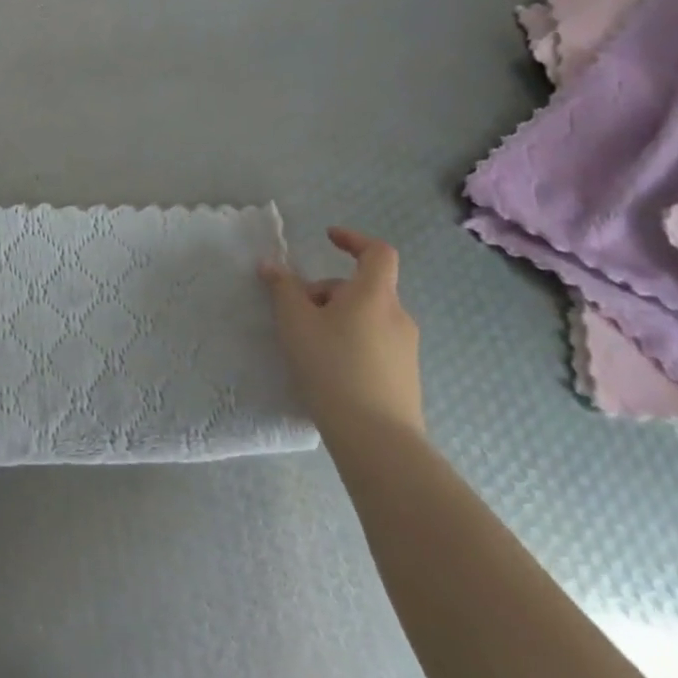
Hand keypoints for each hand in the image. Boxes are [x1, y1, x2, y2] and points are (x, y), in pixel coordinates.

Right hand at [260, 226, 423, 440]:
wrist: (377, 439)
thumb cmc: (332, 367)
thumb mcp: (296, 323)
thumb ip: (283, 289)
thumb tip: (271, 265)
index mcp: (375, 295)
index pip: (377, 252)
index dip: (353, 239)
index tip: (329, 238)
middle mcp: (397, 316)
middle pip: (362, 288)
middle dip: (327, 293)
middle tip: (296, 315)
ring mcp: (406, 349)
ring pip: (367, 318)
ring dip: (337, 320)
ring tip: (308, 346)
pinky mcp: (406, 377)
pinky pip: (374, 345)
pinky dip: (350, 344)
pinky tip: (328, 371)